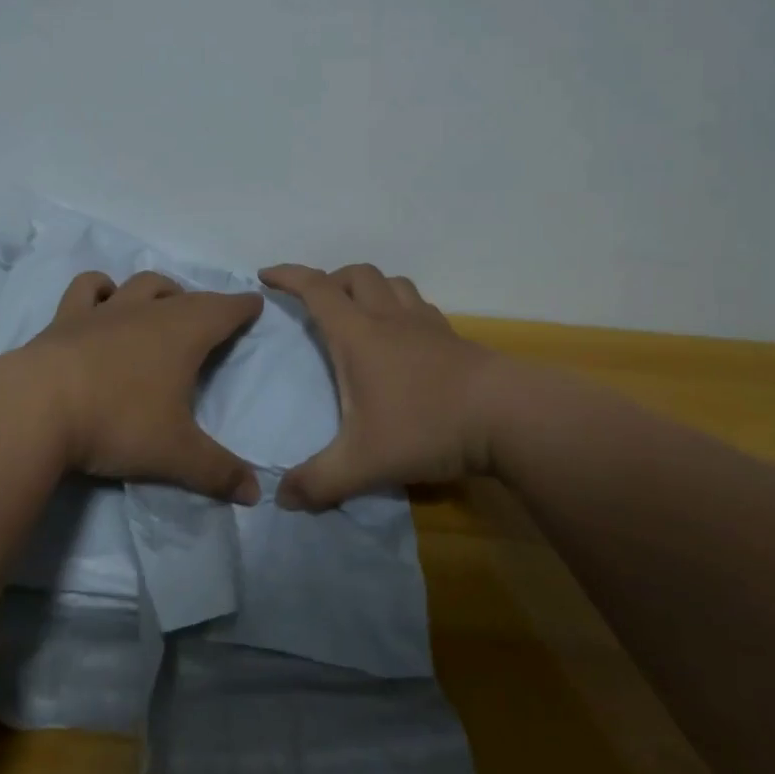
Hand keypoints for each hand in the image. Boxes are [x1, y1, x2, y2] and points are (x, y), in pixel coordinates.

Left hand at [22, 270, 264, 503]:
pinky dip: (101, 289)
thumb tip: (256, 493)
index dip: (242, 306)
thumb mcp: (175, 454)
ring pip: (140, 284)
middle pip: (184, 296)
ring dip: (157, 290)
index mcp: (183, 335)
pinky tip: (102, 299)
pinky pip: (87, 289)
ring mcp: (104, 312)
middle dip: (203, 303)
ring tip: (161, 303)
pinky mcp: (66, 319)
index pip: (224, 310)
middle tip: (210, 318)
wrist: (36, 409)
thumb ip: (218, 472)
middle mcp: (147, 312)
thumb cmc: (118, 424)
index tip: (255, 302)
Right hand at [258, 263, 497, 508]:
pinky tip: (403, 337)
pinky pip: (419, 305)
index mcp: (358, 335)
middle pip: (356, 275)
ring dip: (369, 288)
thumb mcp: (363, 463)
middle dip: (330, 280)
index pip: (316, 289)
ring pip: (392, 283)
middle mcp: (389, 319)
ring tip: (359, 312)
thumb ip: (318, 482)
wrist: (508, 417)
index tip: (267, 275)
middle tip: (316, 304)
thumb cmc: (426, 426)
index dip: (288, 276)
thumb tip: (281, 498)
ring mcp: (426, 324)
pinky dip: (400, 307)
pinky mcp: (453, 338)